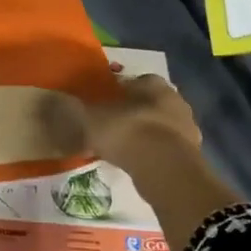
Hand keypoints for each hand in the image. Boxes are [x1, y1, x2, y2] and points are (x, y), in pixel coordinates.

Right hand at [84, 75, 201, 167]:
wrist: (165, 169)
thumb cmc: (127, 132)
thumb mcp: (92, 118)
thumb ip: (78, 110)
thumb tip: (59, 102)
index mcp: (152, 82)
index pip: (132, 81)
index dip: (115, 93)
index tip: (101, 106)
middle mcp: (175, 98)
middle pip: (148, 103)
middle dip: (132, 113)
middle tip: (111, 128)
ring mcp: (187, 127)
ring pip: (159, 127)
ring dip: (144, 135)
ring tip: (122, 151)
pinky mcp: (192, 154)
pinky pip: (165, 149)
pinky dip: (152, 155)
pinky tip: (137, 165)